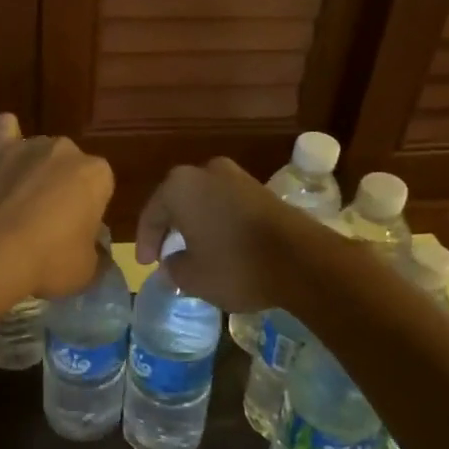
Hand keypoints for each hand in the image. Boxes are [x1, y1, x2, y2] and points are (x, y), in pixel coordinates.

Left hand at [0, 114, 114, 300]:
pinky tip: (3, 157)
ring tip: (18, 205)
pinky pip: (5, 132)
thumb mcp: (88, 269)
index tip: (76, 232)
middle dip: (62, 187)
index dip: (89, 210)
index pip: (101, 187)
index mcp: (97, 174)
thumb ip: (96, 252)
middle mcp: (67, 150)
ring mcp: (29, 145)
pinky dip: (6, 140)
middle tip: (47, 223)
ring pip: (39, 154)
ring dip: (34, 171)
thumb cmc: (50, 259)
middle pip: (70, 167)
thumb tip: (94, 249)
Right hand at [134, 158, 315, 312]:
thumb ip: (173, 269)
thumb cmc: (235, 265)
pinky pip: (228, 205)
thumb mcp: (193, 277)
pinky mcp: (262, 190)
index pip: (152, 214)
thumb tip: (171, 265)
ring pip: (204, 201)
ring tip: (194, 251)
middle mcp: (206, 172)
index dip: (146, 242)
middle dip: (171, 228)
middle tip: (166, 254)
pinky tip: (222, 245)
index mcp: (180, 186)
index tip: (146, 264)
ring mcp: (238, 177)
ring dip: (196, 224)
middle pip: (178, 201)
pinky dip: (219, 223)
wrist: (302, 260)